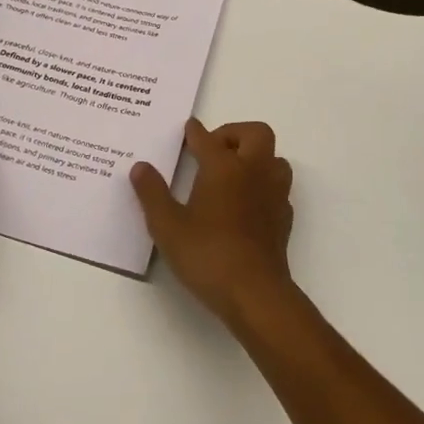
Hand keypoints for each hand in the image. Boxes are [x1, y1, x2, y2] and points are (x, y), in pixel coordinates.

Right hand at [130, 118, 296, 327]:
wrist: (255, 294)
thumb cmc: (207, 255)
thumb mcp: (167, 226)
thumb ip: (152, 193)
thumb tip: (140, 167)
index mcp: (224, 167)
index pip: (207, 138)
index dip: (195, 131)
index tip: (188, 128)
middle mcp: (253, 172)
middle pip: (255, 133)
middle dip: (234, 133)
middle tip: (213, 149)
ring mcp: (274, 194)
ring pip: (275, 158)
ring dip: (256, 157)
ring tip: (233, 173)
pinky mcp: (284, 218)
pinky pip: (278, 187)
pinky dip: (264, 185)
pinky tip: (247, 202)